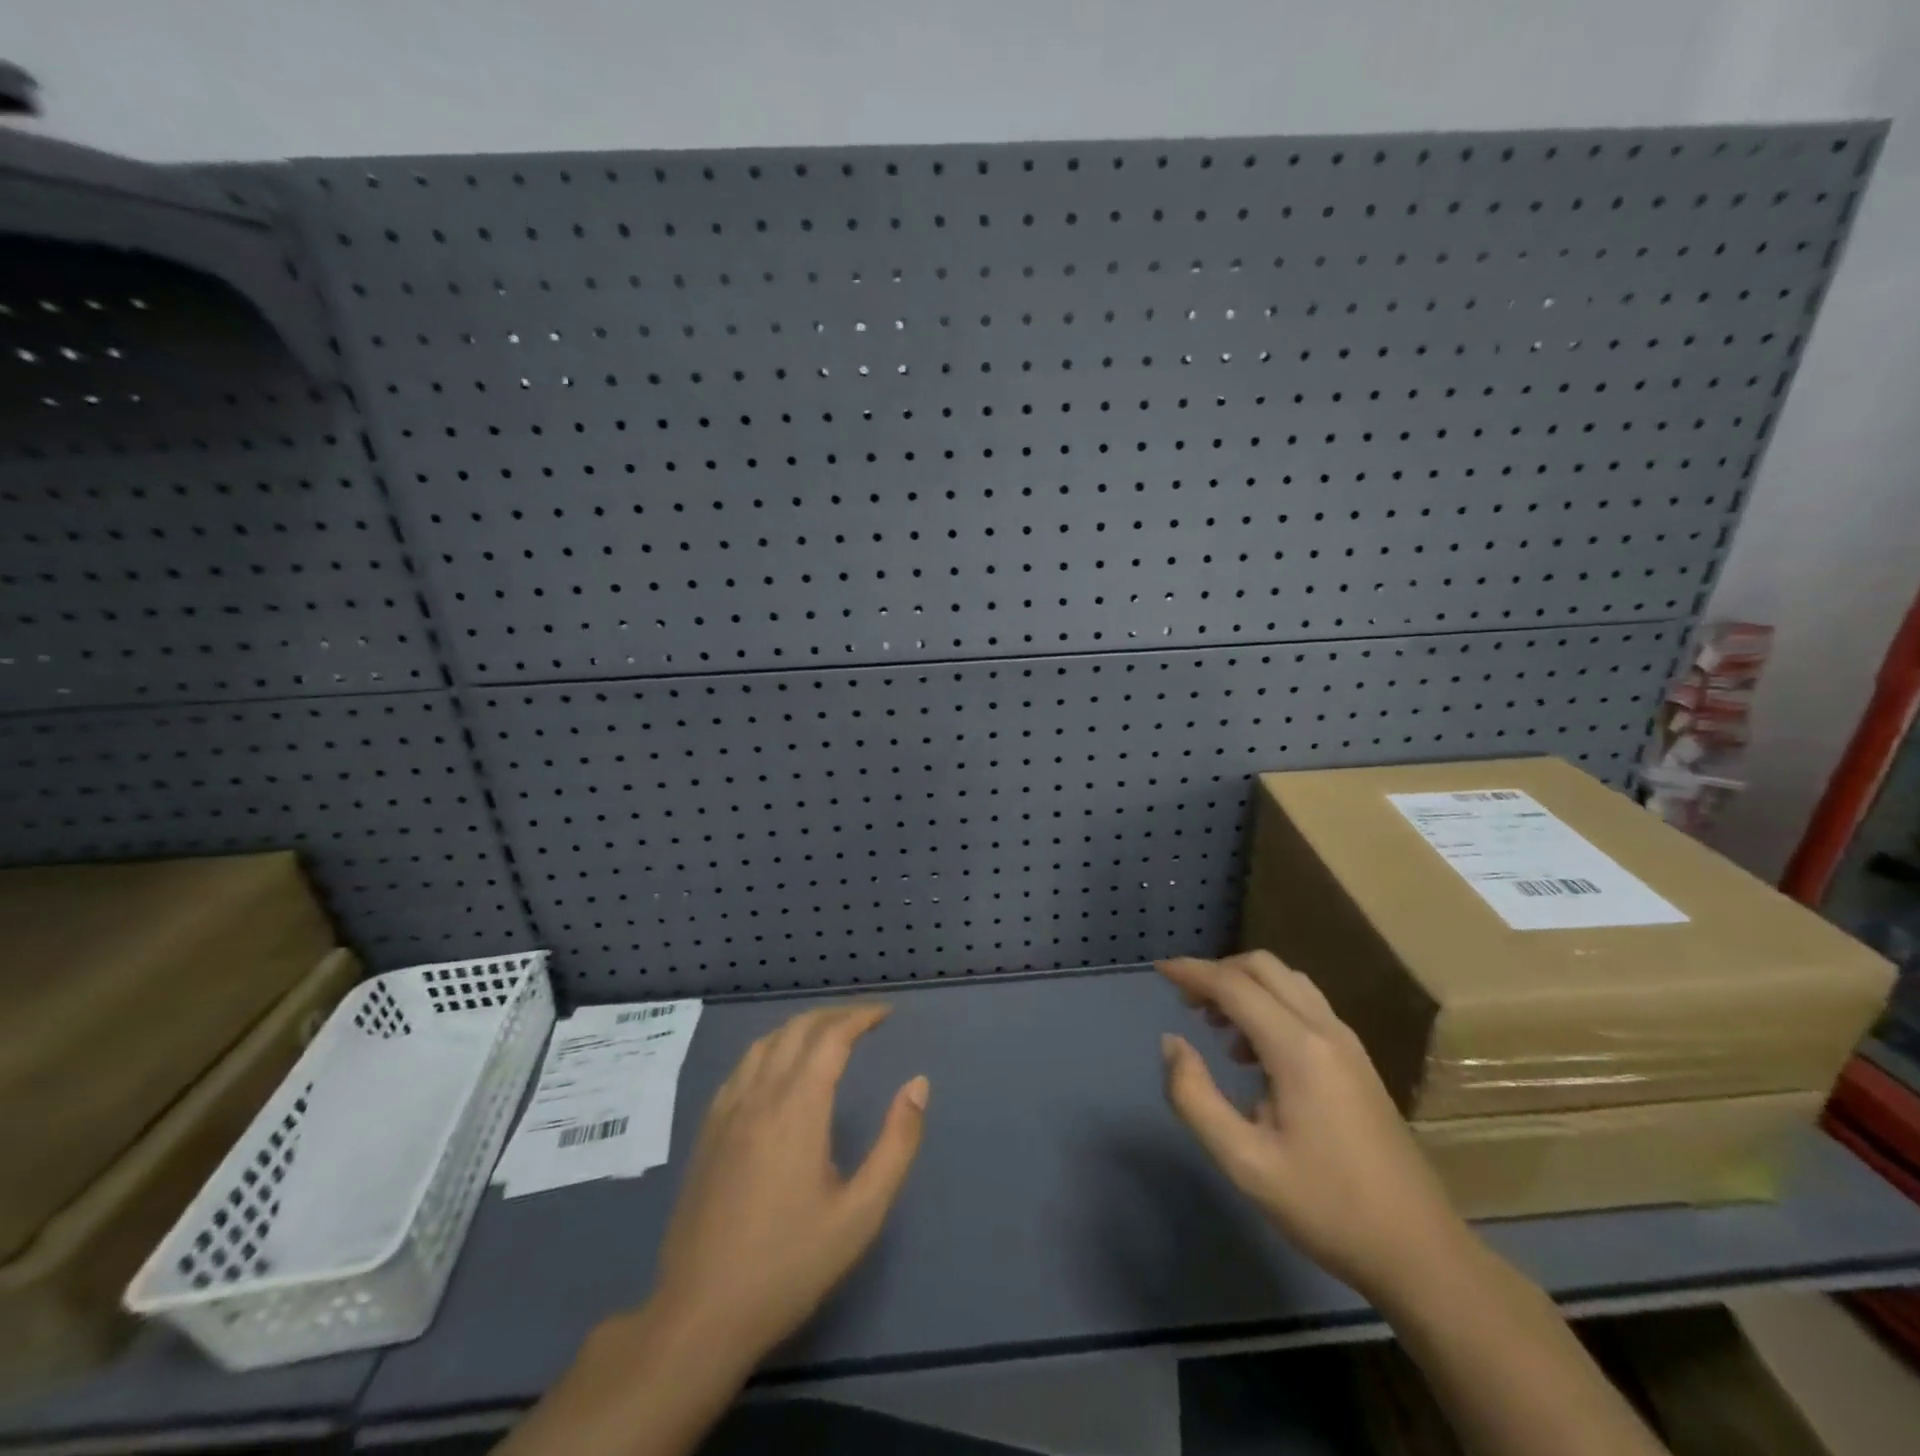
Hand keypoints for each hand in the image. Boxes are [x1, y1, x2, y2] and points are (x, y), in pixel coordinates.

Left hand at [650, 1004, 928, 1366]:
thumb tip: (919, 1084)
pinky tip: (781, 1069)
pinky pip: (742, 1066)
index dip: (861, 1017)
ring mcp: (726, 1111)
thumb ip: (897, 1143)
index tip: (887, 1015)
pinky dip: (771, 1049)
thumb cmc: (790, 1265)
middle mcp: (759, 1095)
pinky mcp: (707, 1130)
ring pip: (765, 1042)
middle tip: (866, 1021)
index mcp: (797, 1108)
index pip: (831, 1037)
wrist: (700, 1315)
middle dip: (835, 1015)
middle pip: (797, 1029)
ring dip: (801, 1028)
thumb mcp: (861, 1213)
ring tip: (829, 1036)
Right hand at [1157, 952, 1469, 1302]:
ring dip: (1246, 986)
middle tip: (1186, 1003)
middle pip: (1263, 967)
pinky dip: (1270, 1003)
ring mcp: (1348, 1043)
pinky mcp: (1357, 1060)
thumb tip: (1171, 1043)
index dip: (1192, 972)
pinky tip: (1256, 1053)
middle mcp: (1326, 1030)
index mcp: (1298, 1049)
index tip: (1159, 970)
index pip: (1234, 985)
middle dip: (1218, 972)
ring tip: (1216, 1026)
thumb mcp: (1245, 1163)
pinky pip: (1305, 1004)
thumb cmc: (1327, 1208)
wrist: (1421, 1252)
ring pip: (1288, 981)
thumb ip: (1195, 1097)